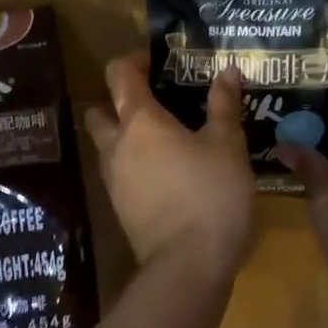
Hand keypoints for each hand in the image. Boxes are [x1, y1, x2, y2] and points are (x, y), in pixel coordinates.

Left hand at [83, 54, 256, 280]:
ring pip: (107, 145)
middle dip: (119, 101)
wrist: (188, 266)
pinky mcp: (120, 208)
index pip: (119, 74)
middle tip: (156, 102)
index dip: (135, 60)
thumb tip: (227, 71)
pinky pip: (119, 173)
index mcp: (139, 120)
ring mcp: (113, 180)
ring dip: (125, 135)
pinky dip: (134, 165)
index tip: (159, 61)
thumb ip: (224, 105)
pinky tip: (166, 173)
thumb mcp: (227, 145)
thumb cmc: (210, 194)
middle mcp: (116, 145)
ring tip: (165, 139)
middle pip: (101, 110)